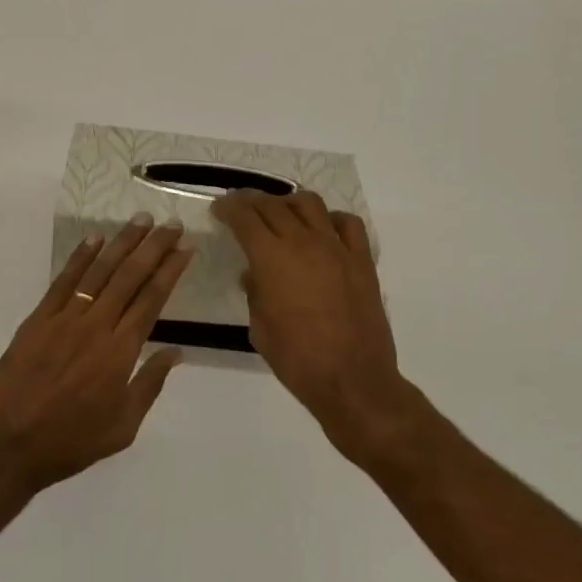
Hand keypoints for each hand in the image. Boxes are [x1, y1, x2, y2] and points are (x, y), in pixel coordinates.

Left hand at [0, 215, 191, 494]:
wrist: (7, 446)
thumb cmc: (70, 442)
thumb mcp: (122, 428)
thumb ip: (150, 385)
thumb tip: (177, 352)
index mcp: (120, 353)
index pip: (152, 300)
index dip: (170, 271)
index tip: (185, 248)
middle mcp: (96, 326)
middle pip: (130, 277)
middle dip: (153, 247)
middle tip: (171, 224)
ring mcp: (65, 319)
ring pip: (99, 271)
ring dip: (122, 243)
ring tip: (140, 220)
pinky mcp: (38, 319)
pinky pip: (63, 281)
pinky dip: (80, 257)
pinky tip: (94, 239)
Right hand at [212, 191, 411, 460]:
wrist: (352, 381)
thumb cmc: (297, 360)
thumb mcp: (260, 328)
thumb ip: (254, 293)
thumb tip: (253, 274)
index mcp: (271, 258)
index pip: (245, 217)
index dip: (228, 208)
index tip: (219, 208)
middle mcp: (303, 242)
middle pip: (273, 205)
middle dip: (252, 201)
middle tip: (241, 206)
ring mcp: (336, 248)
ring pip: (310, 203)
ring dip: (289, 202)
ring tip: (281, 212)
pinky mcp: (362, 260)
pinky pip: (348, 223)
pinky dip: (331, 219)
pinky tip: (323, 230)